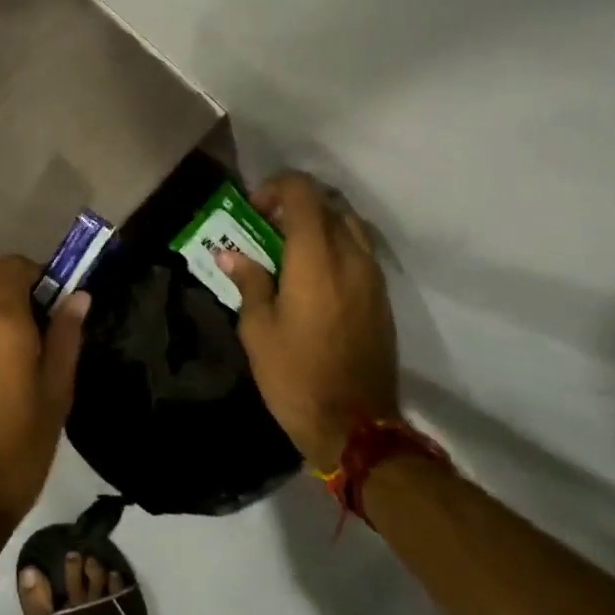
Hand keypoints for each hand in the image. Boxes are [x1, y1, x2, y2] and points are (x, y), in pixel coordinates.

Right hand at [215, 172, 399, 472]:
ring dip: (320, 224)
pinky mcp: (382, 298)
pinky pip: (361, 251)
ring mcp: (373, 277)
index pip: (303, 193)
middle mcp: (351, 256)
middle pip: (329, 204)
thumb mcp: (258, 329)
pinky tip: (315, 276)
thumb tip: (232, 255)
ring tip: (292, 250)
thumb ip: (249, 281)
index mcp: (316, 257)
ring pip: (350, 225)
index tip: (254, 211)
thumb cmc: (295, 375)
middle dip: (295, 205)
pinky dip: (337, 246)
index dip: (276, 188)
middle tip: (267, 229)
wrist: (356, 426)